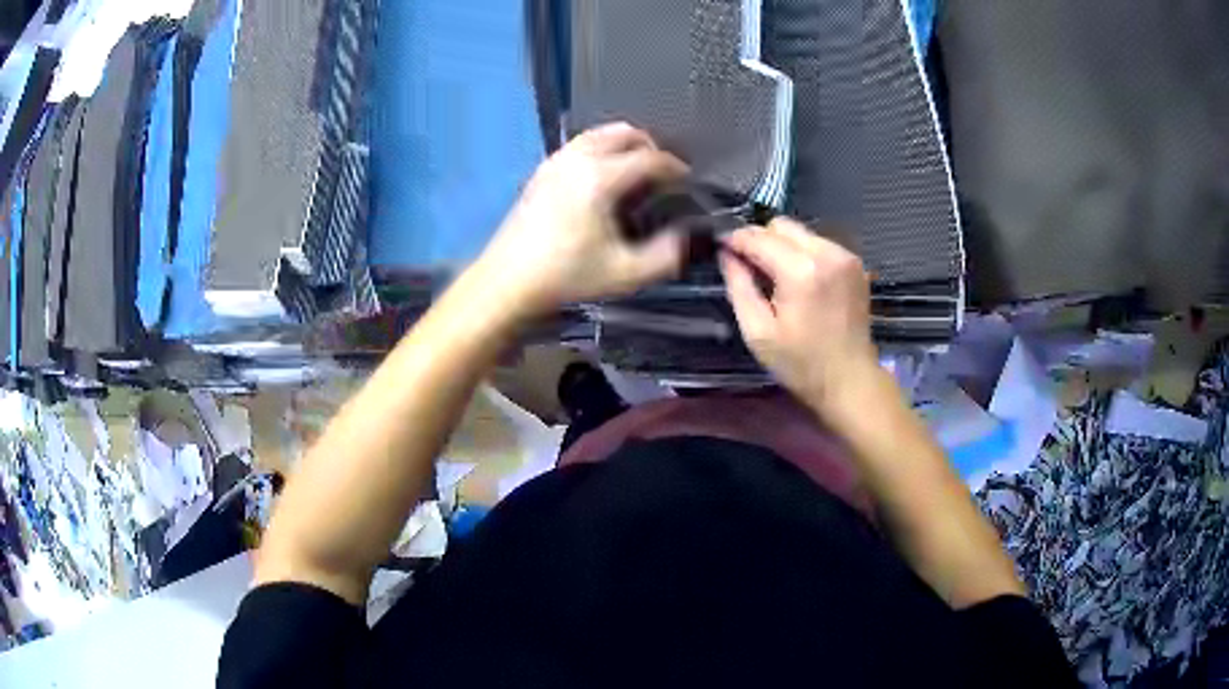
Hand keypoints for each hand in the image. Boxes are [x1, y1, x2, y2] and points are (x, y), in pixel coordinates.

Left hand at [470, 122, 689, 317]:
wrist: (508, 281)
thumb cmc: (567, 276)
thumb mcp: (626, 274)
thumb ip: (667, 254)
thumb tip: (684, 234)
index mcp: (601, 177)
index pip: (650, 158)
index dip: (676, 168)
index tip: (688, 183)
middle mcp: (578, 158)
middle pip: (624, 133)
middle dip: (650, 148)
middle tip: (662, 175)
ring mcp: (556, 160)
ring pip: (600, 134)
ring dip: (625, 146)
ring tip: (636, 175)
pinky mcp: (542, 170)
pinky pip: (581, 145)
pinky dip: (601, 150)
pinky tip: (604, 181)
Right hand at [720, 218, 879, 413]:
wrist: (850, 379)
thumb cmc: (801, 363)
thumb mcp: (758, 332)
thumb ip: (739, 286)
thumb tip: (725, 254)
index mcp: (801, 270)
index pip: (758, 237)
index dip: (735, 239)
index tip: (721, 248)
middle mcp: (826, 252)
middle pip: (780, 225)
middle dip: (760, 239)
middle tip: (748, 265)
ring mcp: (844, 255)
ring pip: (800, 232)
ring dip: (782, 245)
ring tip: (774, 275)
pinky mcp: (854, 263)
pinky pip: (819, 243)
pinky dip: (803, 253)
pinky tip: (799, 280)